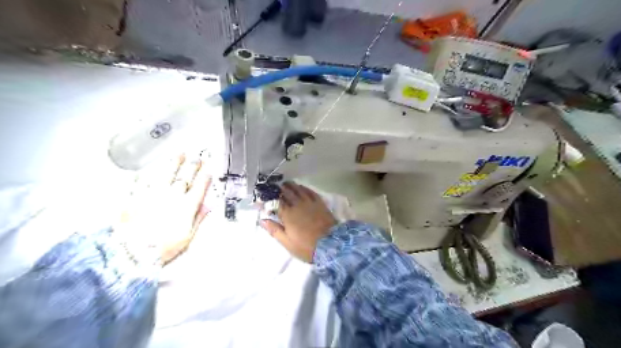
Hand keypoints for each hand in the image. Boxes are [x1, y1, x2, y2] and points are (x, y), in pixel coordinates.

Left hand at [117, 153, 212, 264]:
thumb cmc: (163, 247)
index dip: (205, 176)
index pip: (199, 186)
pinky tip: (151, 168)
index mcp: (187, 206)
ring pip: (166, 174)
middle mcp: (172, 196)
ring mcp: (153, 194)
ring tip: (179, 154)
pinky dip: (147, 173)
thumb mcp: (188, 236)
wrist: (132, 252)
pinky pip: (143, 181)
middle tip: (197, 157)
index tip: (208, 168)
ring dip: (174, 163)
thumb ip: (199, 218)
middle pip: (185, 177)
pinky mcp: (136, 196)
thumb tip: (209, 206)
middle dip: (193, 166)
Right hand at [260, 184, 337, 261]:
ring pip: (298, 189)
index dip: (269, 199)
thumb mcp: (287, 243)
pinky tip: (301, 187)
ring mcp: (310, 202)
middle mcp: (298, 205)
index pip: (276, 202)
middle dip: (280, 189)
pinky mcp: (320, 203)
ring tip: (286, 184)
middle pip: (287, 192)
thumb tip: (263, 220)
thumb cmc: (306, 246)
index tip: (264, 198)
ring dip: (291, 186)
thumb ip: (274, 230)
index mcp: (288, 215)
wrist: (331, 245)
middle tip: (275, 187)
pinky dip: (304, 188)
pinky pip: (310, 191)